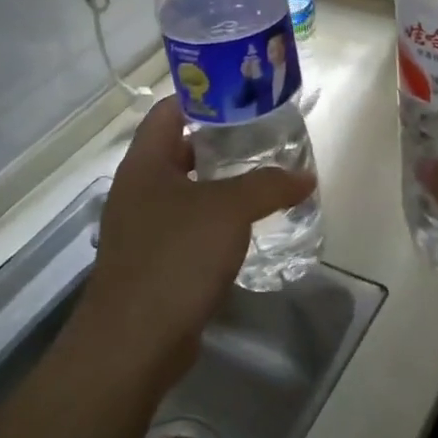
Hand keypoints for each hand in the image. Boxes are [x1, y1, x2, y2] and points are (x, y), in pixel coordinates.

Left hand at [77, 97, 315, 388]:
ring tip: (267, 175)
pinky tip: (250, 225)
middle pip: (181, 149)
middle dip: (222, 141)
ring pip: (189, 190)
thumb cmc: (174, 258)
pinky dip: (218, 220)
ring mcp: (144, 228)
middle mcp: (139, 190)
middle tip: (266, 135)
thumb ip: (268, 185)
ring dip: (223, 183)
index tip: (243, 93)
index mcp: (144, 164)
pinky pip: (191, 226)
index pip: (169, 110)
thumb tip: (305, 177)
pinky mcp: (156, 262)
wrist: (133, 344)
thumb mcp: (228, 210)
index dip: (203, 96)